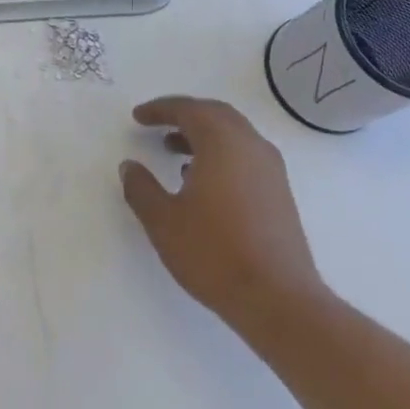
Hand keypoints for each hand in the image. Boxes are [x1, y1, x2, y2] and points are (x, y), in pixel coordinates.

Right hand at [119, 96, 329, 333]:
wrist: (278, 299)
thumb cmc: (214, 253)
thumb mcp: (163, 221)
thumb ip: (141, 188)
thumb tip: (130, 166)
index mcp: (223, 144)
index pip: (189, 110)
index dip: (160, 109)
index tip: (138, 117)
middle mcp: (251, 147)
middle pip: (216, 114)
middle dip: (184, 115)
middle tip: (157, 124)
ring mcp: (271, 170)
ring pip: (233, 135)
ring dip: (203, 135)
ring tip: (173, 151)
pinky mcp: (279, 193)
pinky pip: (245, 155)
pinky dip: (220, 153)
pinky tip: (202, 181)